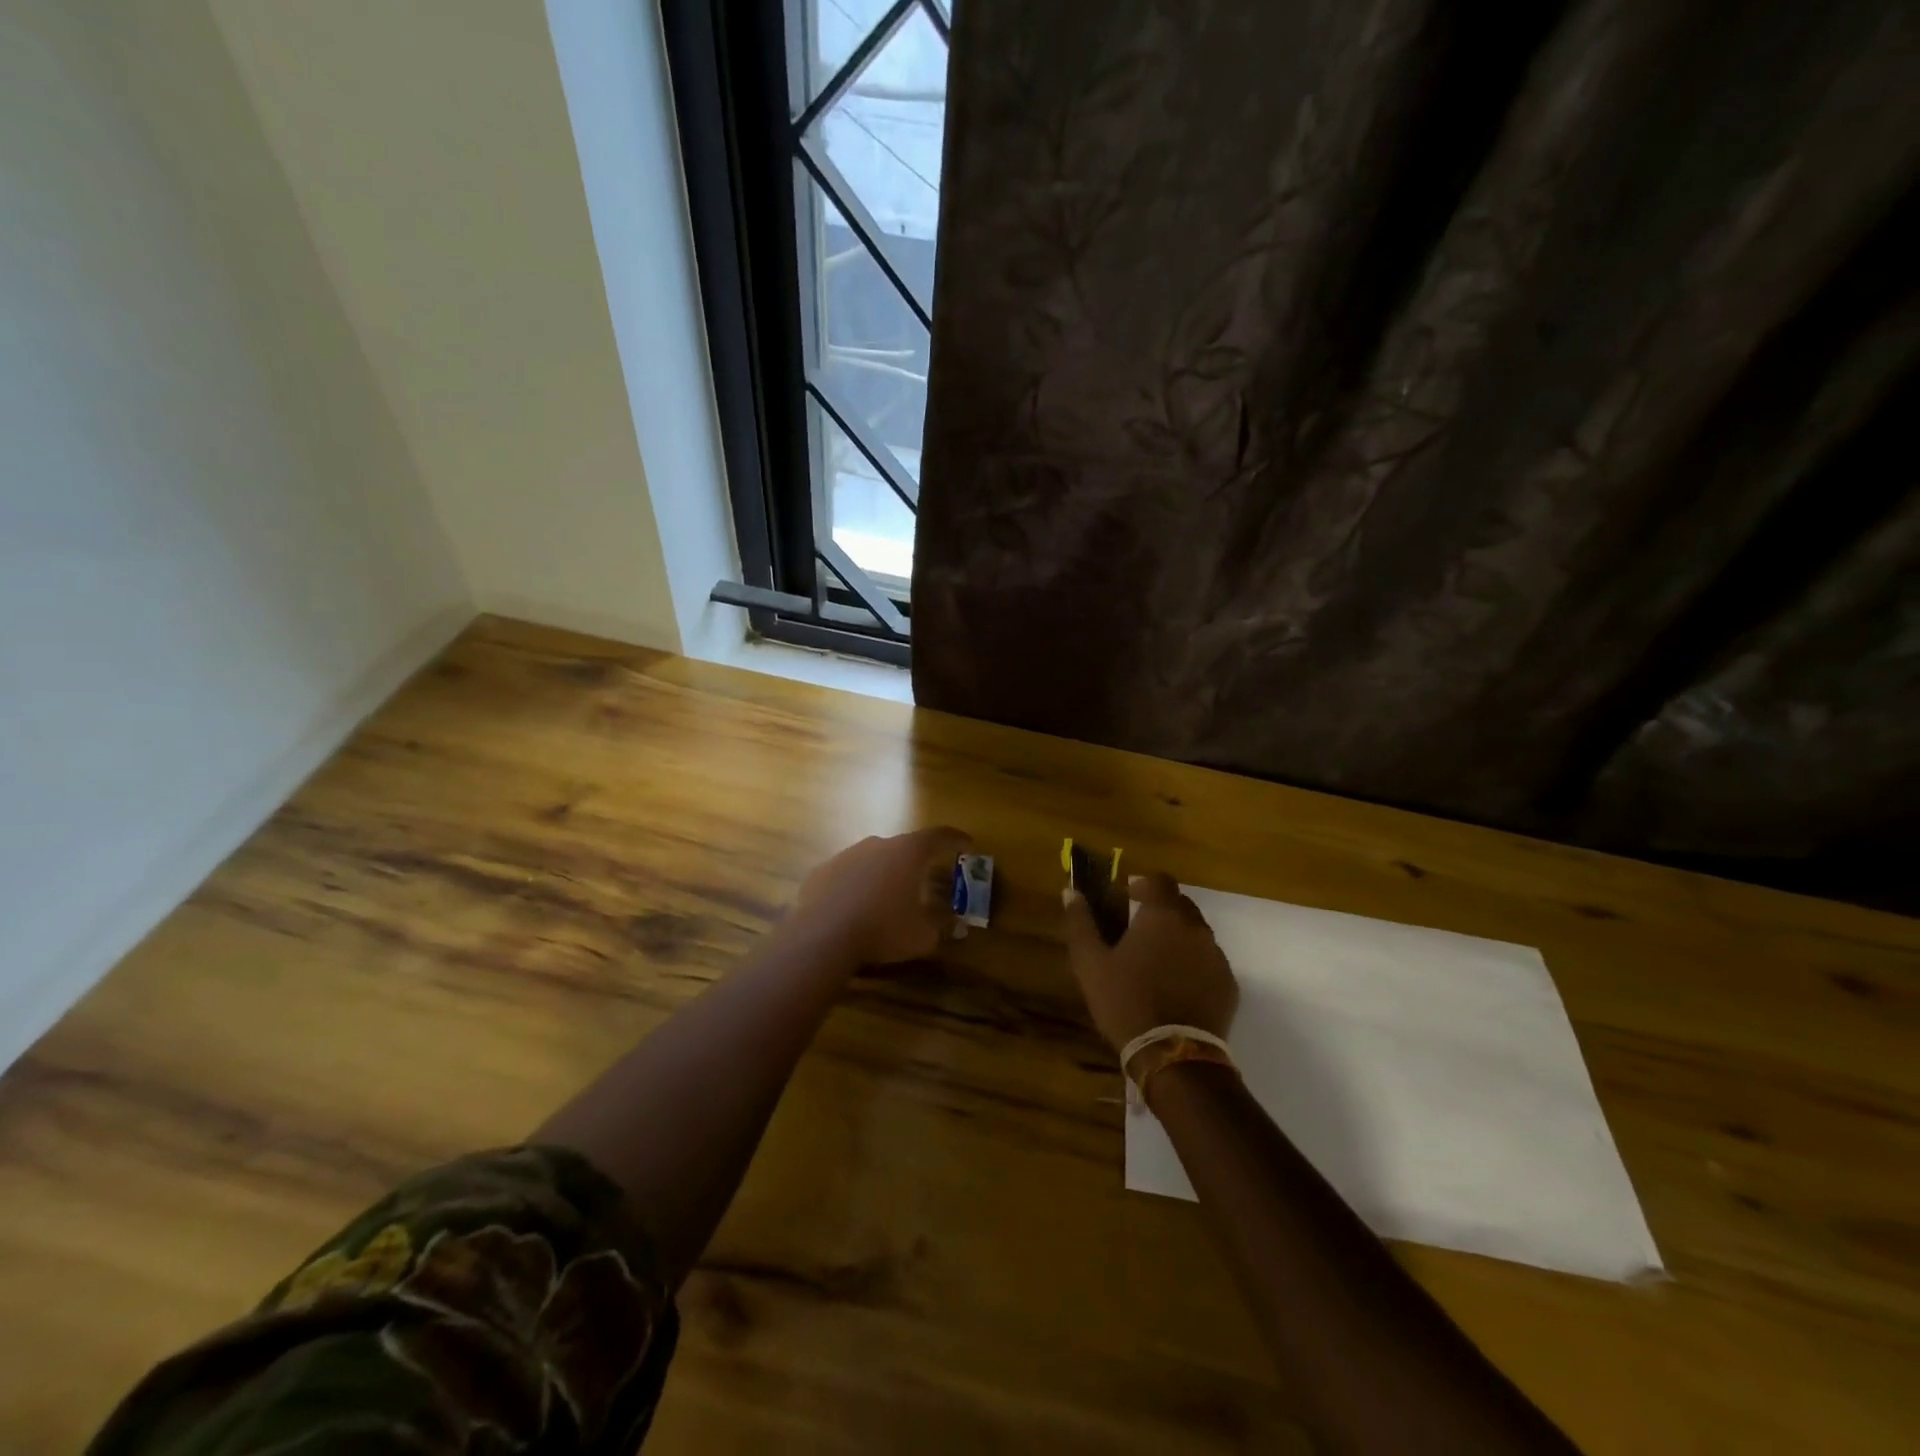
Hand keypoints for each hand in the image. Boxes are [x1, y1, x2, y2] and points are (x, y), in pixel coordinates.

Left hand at [793, 827, 971, 965]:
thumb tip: (956, 925)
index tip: (967, 844)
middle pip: (904, 847)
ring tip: (886, 899)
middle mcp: (878, 844)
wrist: (822, 936)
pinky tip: (854, 908)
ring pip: (873, 859)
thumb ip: (942, 926)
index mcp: (908, 852)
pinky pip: (847, 874)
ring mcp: (846, 854)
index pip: (939, 836)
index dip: (956, 840)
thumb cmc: (883, 929)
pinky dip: (855, 886)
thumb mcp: (923, 936)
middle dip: (916, 862)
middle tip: (923, 880)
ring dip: (883, 874)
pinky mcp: (822, 870)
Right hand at [1064, 872, 1237, 1051]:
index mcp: (1163, 915)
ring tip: (1156, 963)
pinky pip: (1209, 962)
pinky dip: (1193, 965)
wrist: (1173, 1055)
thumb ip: (1080, 923)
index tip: (1128, 897)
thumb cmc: (1126, 1001)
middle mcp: (1195, 928)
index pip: (1160, 880)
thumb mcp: (1090, 963)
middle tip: (1138, 931)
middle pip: (1180, 905)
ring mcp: (1216, 957)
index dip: (1143, 884)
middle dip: (1161, 910)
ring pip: (1197, 934)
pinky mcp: (1229, 985)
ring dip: (1178, 938)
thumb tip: (1071, 892)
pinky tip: (1176, 987)